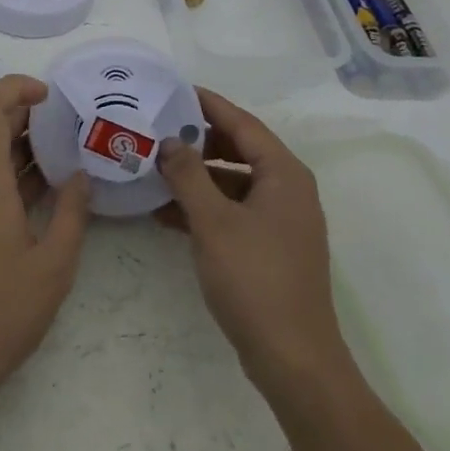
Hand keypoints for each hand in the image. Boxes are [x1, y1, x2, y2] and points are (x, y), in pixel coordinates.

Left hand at [0, 75, 91, 404]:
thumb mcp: (53, 265)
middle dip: (26, 115)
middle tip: (68, 124)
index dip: (16, 87)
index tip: (50, 95)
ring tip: (63, 152)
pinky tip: (41, 187)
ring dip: (19, 144)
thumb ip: (72, 213)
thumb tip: (80, 175)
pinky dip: (8, 169)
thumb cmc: (1, 312)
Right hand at [156, 87, 355, 404]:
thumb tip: (170, 141)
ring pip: (234, 181)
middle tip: (158, 129)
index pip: (242, 123)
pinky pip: (235, 210)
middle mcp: (288, 189)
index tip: (173, 90)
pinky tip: (167, 213)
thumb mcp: (213, 221)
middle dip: (199, 140)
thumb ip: (189, 175)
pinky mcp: (272, 247)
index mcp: (284, 174)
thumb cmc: (255, 279)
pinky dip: (206, 206)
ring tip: (155, 169)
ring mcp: (282, 220)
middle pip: (240, 149)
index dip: (208, 104)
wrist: (294, 360)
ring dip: (198, 176)